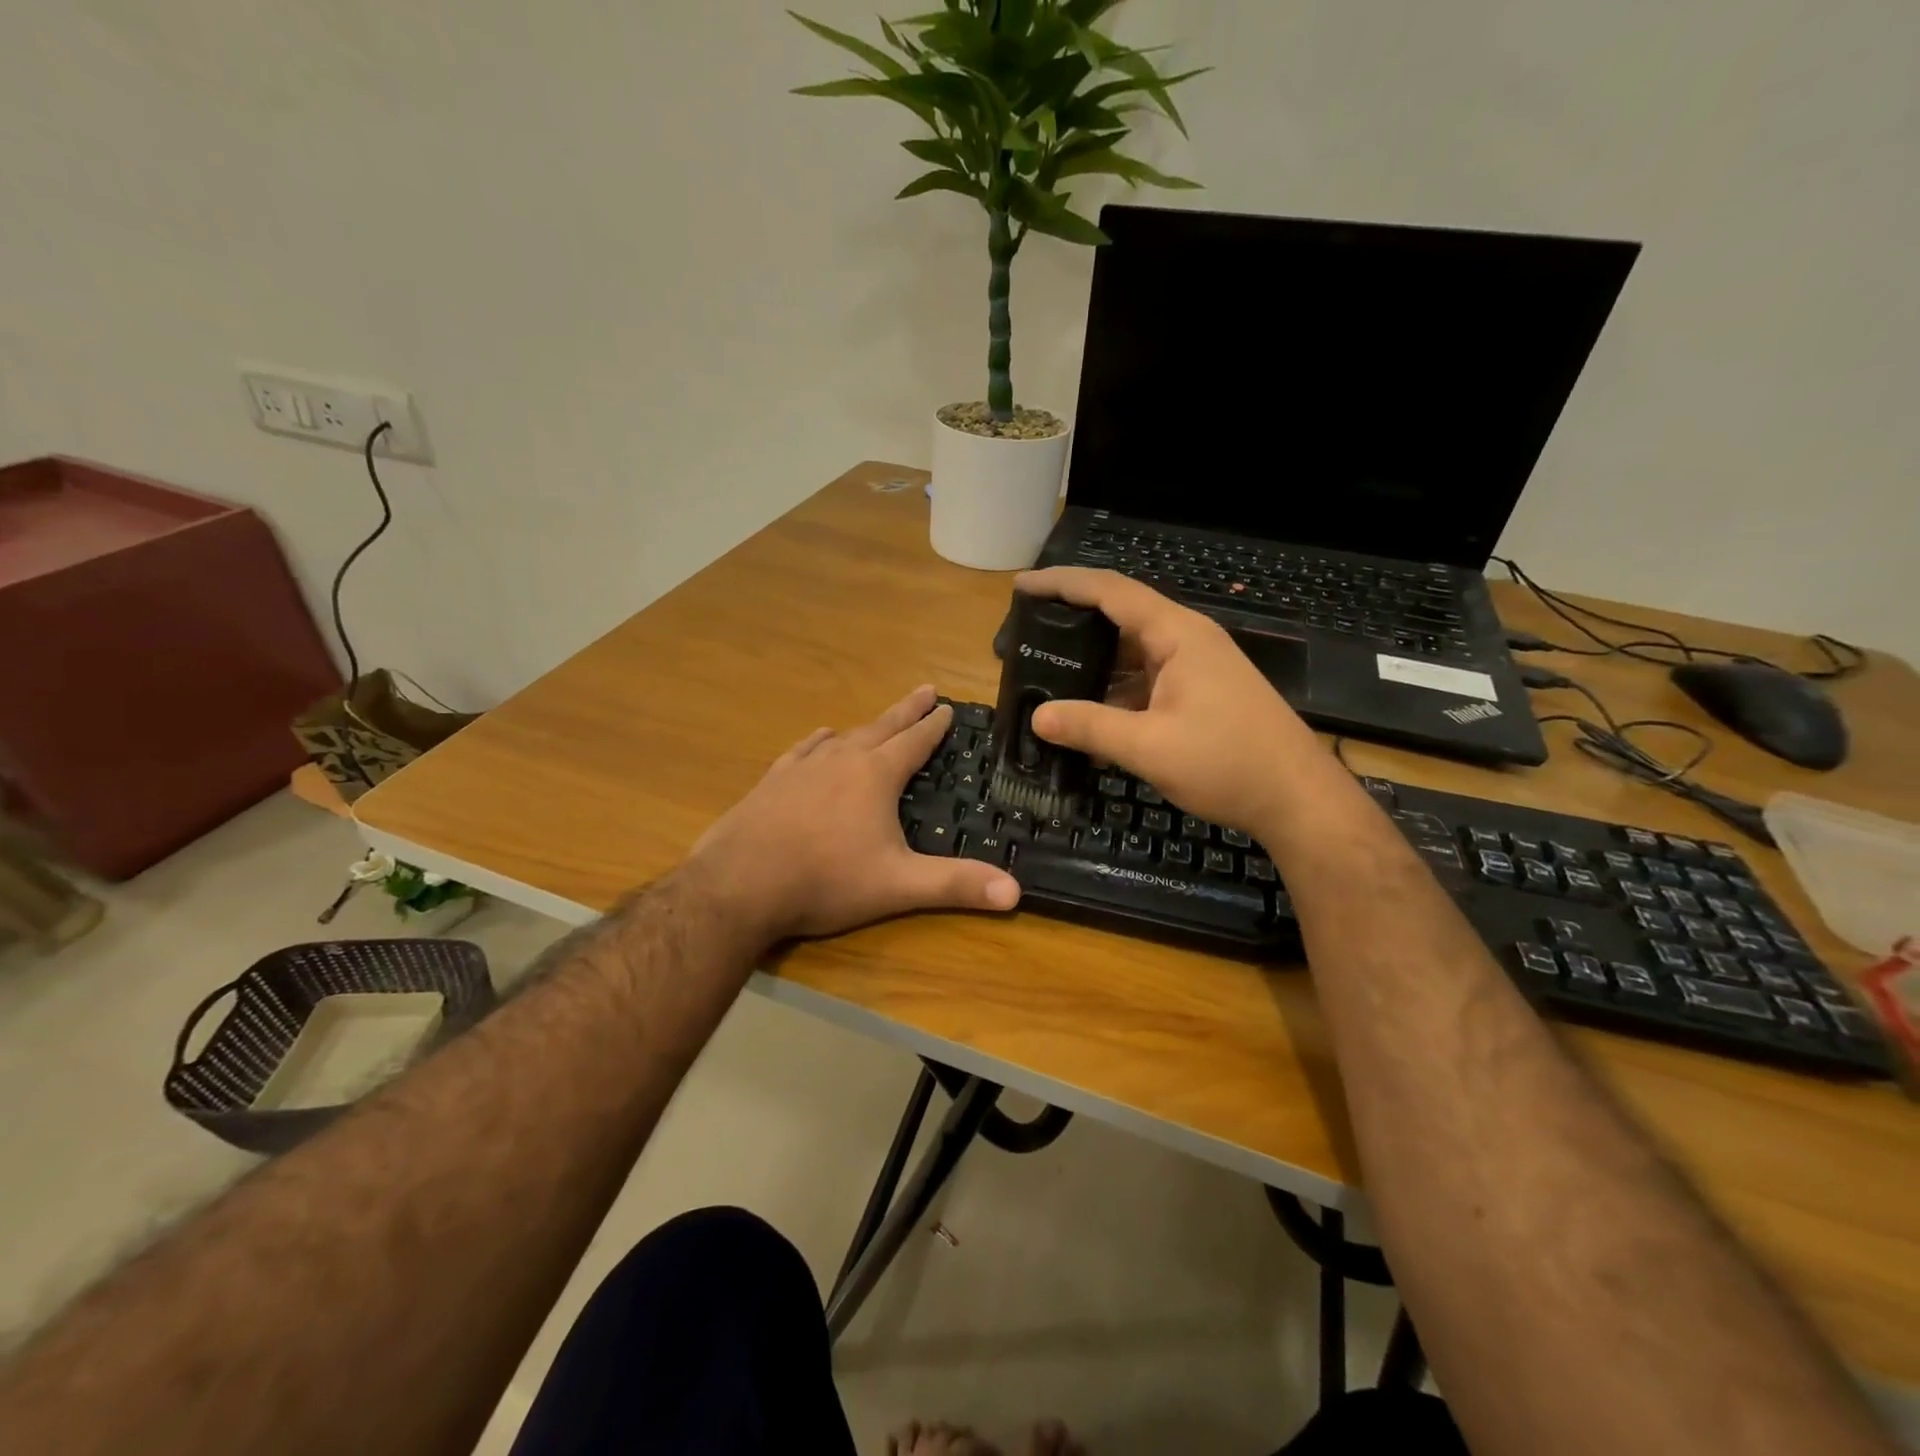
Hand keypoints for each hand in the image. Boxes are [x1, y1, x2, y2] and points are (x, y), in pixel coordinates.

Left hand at [688, 685, 1020, 943]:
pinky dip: (818, 741)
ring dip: (866, 725)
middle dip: (907, 710)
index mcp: (875, 776)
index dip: (934, 726)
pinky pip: (803, 750)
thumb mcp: (898, 885)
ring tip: (878, 719)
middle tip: (925, 690)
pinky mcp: (772, 782)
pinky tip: (820, 738)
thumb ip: (955, 885)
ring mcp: (802, 768)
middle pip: (882, 727)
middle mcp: (841, 760)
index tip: (948, 707)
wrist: (739, 884)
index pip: (914, 742)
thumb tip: (1016, 892)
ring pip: (843, 736)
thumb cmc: (825, 881)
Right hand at [1018, 567, 1335, 835]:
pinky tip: (1089, 718)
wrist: (1298, 799)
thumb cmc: (1228, 763)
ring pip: (1132, 654)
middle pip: (1120, 617)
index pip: (1110, 592)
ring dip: (1093, 664)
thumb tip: (1037, 718)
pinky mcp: (1200, 694)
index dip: (1063, 584)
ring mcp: (1196, 668)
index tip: (1022, 587)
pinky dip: (1115, 693)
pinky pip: (1146, 681)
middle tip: (1027, 635)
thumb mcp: (1149, 747)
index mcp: (1177, 635)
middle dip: (1072, 624)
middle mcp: (1186, 640)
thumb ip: (1090, 727)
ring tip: (1047, 676)